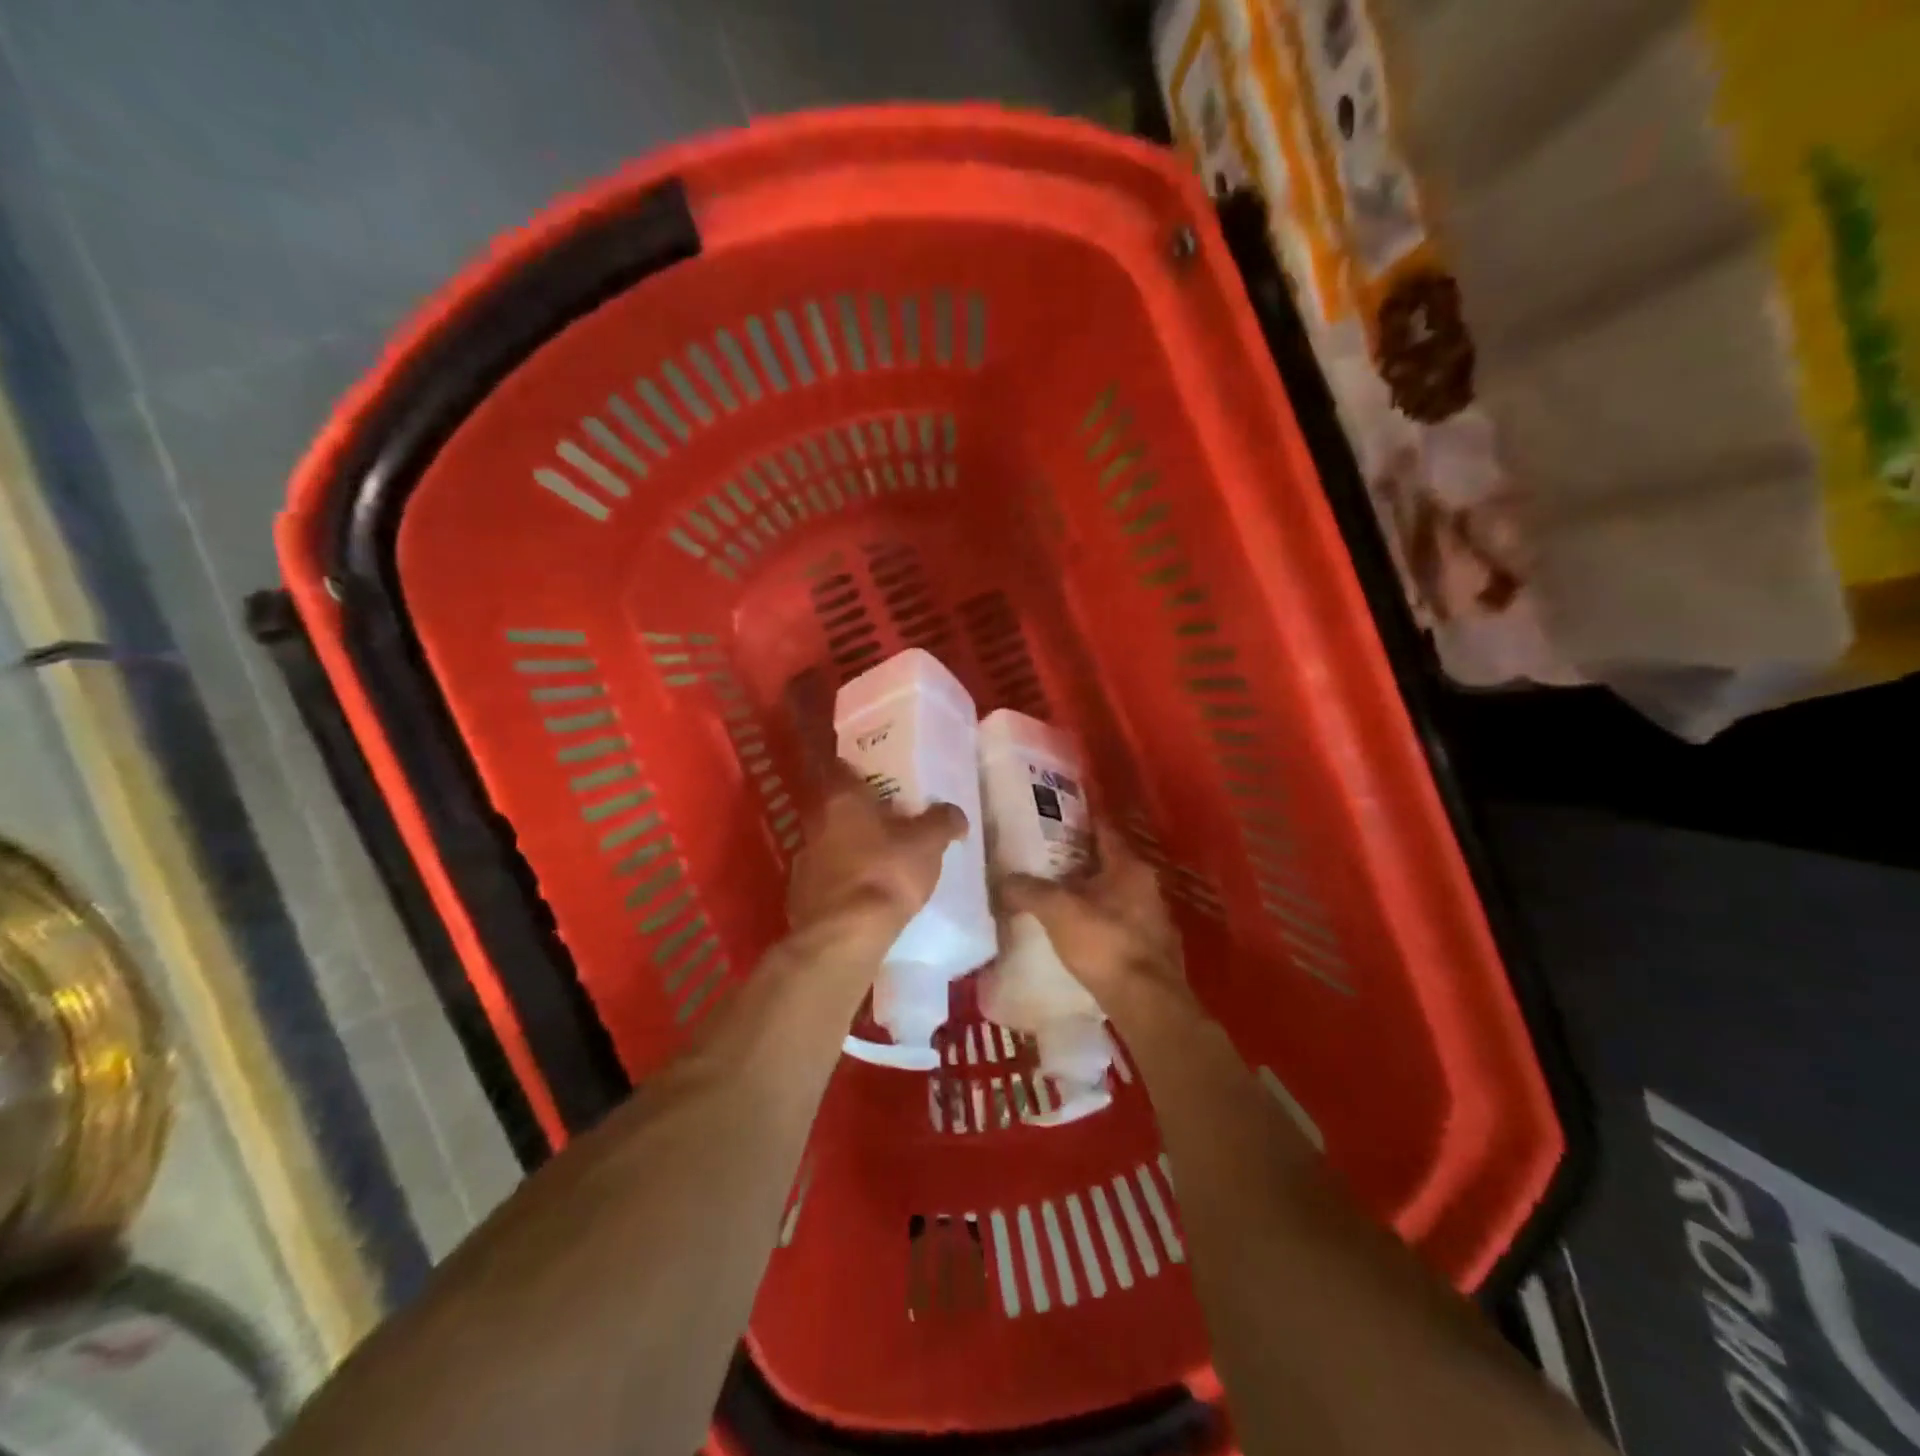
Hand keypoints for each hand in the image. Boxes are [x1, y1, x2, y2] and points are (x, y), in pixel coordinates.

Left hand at [787, 762, 966, 942]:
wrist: (843, 936)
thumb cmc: (886, 873)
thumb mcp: (928, 843)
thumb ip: (943, 821)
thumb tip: (954, 813)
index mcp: (841, 797)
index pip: (842, 767)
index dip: (860, 768)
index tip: (879, 773)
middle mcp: (815, 821)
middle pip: (837, 806)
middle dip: (861, 811)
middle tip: (890, 816)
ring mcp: (804, 859)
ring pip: (831, 842)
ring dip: (851, 846)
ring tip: (881, 856)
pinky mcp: (801, 894)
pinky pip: (828, 876)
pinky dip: (844, 878)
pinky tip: (866, 891)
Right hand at [999, 824, 1192, 1025]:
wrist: (1147, 1004)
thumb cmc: (1104, 944)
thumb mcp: (1058, 911)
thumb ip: (1029, 891)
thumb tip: (1002, 880)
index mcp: (1129, 866)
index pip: (1103, 830)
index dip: (1079, 821)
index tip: (1054, 815)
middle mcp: (1147, 886)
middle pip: (1107, 863)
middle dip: (1078, 860)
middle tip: (1045, 857)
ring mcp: (1154, 919)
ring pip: (1115, 894)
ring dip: (1089, 892)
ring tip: (1056, 894)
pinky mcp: (1152, 949)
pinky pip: (1119, 922)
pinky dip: (1099, 920)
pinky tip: (1077, 931)